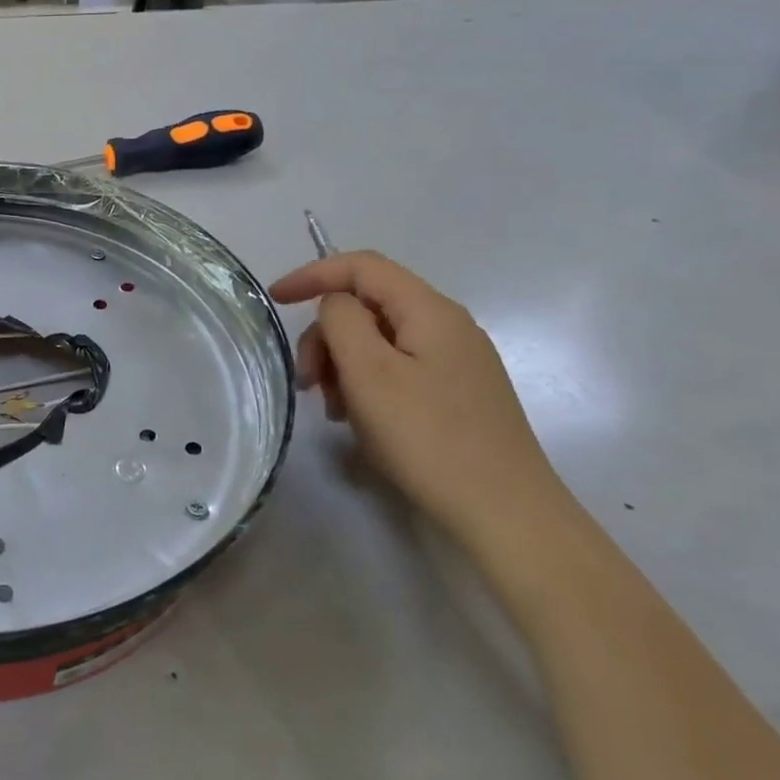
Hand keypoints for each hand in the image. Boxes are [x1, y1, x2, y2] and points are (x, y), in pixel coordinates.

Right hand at [270, 252, 569, 553]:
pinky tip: (360, 420)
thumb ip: (342, 321)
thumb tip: (336, 304)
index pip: (362, 266)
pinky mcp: (456, 393)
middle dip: (327, 335)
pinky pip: (396, 369)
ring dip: (343, 365)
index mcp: (429, 310)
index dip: (313, 274)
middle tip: (308, 382)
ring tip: (334, 410)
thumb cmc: (428, 437)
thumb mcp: (370, 373)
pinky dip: (366, 384)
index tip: (274, 300)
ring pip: (379, 340)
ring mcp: (456, 361)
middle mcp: (447, 326)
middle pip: (368, 306)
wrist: (505, 512)